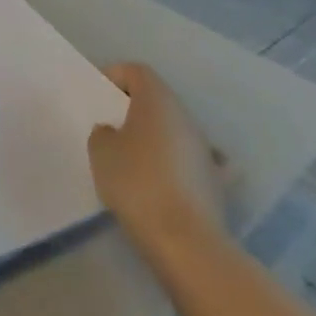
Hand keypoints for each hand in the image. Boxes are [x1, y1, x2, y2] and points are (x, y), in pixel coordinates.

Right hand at [88, 63, 229, 252]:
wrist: (186, 243)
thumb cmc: (137, 183)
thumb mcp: (101, 151)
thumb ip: (103, 132)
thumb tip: (113, 132)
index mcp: (158, 101)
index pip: (137, 72)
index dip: (116, 76)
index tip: (99, 96)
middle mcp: (186, 118)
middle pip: (158, 99)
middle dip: (134, 108)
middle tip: (110, 126)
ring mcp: (206, 150)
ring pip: (174, 130)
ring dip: (154, 137)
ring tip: (131, 159)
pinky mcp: (215, 182)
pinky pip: (190, 161)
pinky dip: (176, 164)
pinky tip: (164, 181)